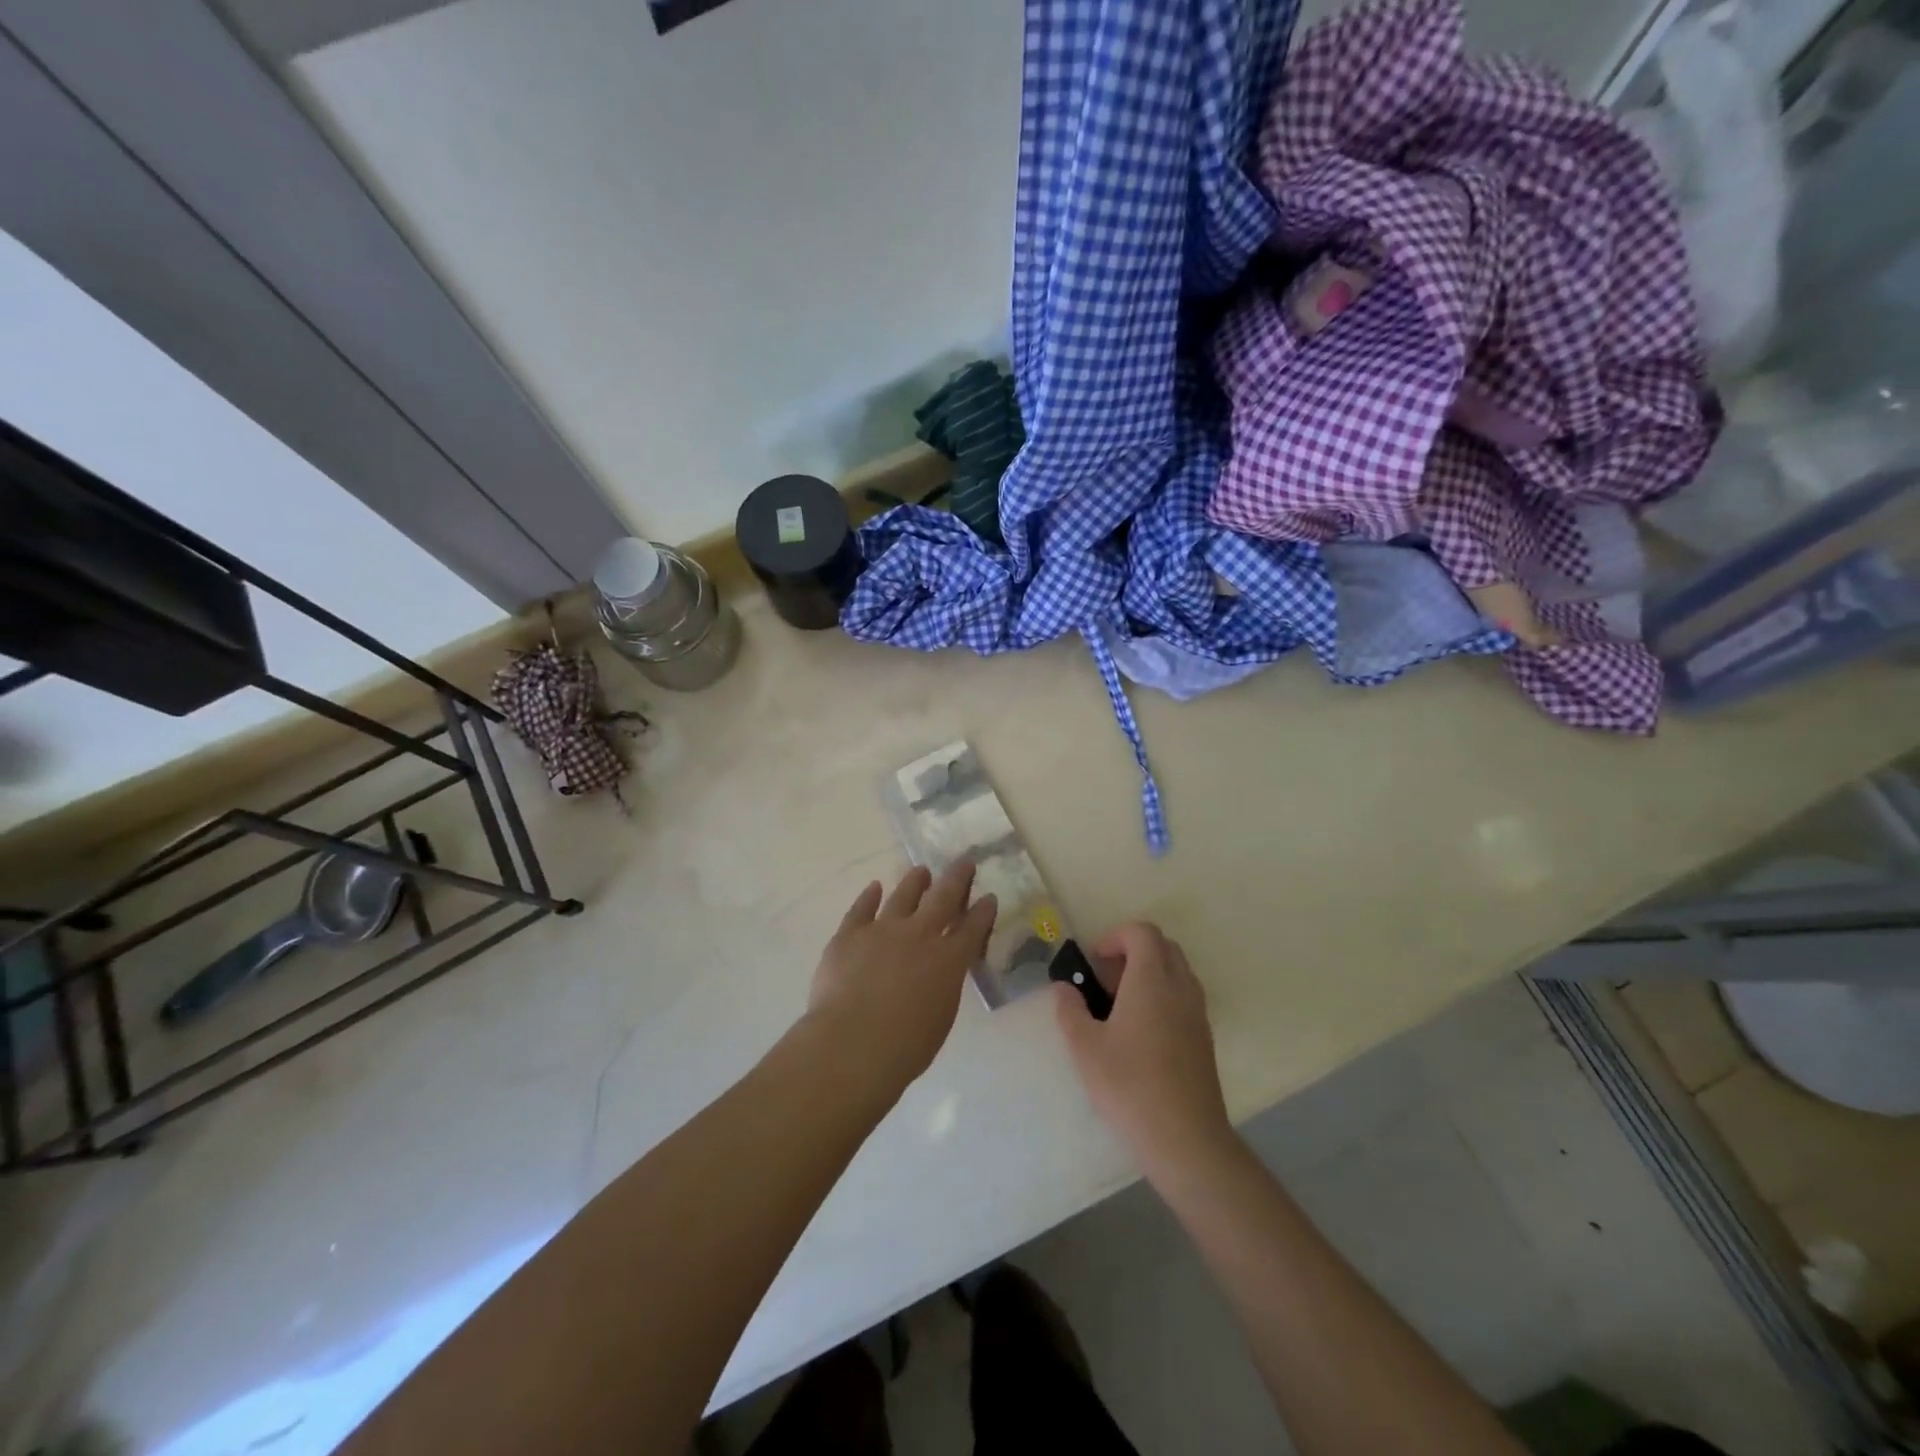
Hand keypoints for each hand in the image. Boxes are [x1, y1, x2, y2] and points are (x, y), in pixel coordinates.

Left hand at [803, 864, 997, 1096]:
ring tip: (921, 870)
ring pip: (903, 896)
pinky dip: (869, 896)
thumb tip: (939, 972)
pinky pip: (861, 909)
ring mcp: (882, 930)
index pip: (972, 928)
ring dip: (915, 881)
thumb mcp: (941, 1016)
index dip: (983, 911)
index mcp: (948, 960)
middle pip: (942, 898)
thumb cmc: (904, 1047)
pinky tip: (874, 887)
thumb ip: (944, 986)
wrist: (852, 1044)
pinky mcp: (849, 934)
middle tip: (964, 862)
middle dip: (957, 879)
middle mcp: (919, 935)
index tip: (989, 896)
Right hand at [1054, 922, 1232, 1173]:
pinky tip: (1141, 1034)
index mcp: (1152, 980)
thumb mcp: (1085, 1048)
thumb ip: (1070, 1010)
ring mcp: (1197, 1013)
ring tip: (1120, 1007)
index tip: (1094, 961)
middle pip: (1163, 946)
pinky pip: (1184, 997)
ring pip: (1177, 971)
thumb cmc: (1130, 1085)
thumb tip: (1064, 989)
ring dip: (1149, 974)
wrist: (1186, 1139)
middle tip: (1106, 980)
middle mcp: (1180, 987)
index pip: (1142, 932)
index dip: (1115, 936)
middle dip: (1132, 951)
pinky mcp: (1204, 1038)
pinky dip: (1163, 997)